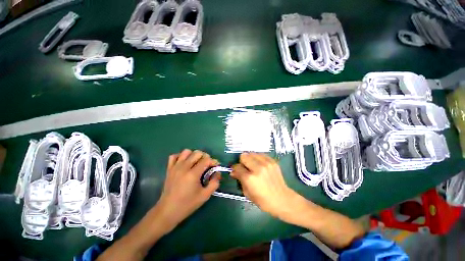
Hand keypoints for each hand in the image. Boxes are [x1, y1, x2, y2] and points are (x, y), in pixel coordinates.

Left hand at [154, 149, 219, 231]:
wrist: (168, 211)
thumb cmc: (187, 204)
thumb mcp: (205, 196)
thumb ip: (214, 183)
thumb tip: (217, 173)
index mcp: (193, 174)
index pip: (206, 160)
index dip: (213, 161)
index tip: (215, 167)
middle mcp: (184, 167)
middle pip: (197, 153)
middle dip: (205, 157)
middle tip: (207, 165)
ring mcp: (175, 167)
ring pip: (186, 151)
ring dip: (193, 155)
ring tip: (196, 163)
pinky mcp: (169, 168)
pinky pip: (174, 156)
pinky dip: (180, 157)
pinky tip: (184, 163)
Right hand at [231, 153, 299, 219]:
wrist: (282, 199)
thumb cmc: (263, 200)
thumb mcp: (247, 193)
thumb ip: (239, 180)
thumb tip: (233, 172)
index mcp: (250, 178)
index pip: (237, 167)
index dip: (235, 169)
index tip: (235, 171)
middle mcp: (257, 168)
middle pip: (244, 156)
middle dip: (242, 161)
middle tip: (244, 167)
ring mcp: (266, 163)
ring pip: (251, 153)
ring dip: (249, 158)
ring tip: (252, 165)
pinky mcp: (272, 161)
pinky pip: (260, 154)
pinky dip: (257, 158)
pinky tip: (259, 164)